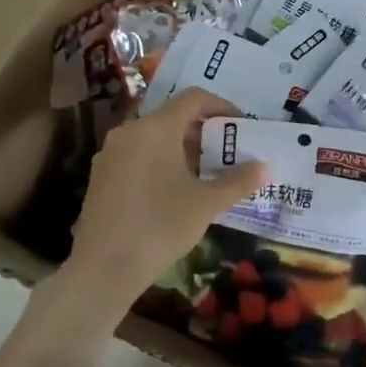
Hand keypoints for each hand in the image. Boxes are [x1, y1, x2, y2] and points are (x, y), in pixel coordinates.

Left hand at [68, 88, 266, 300]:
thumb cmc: (160, 226)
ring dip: (181, 148)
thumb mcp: (207, 204)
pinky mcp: (100, 176)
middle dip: (203, 131)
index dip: (221, 105)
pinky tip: (173, 191)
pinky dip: (159, 161)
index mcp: (156, 128)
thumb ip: (238, 181)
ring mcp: (110, 153)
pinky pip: (137, 155)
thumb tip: (265, 167)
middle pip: (172, 116)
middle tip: (227, 153)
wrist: (103, 268)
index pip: (193, 98)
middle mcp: (130, 131)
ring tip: (204, 174)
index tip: (240, 126)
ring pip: (153, 137)